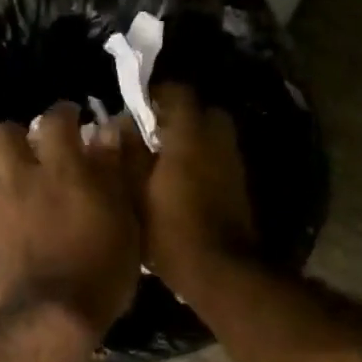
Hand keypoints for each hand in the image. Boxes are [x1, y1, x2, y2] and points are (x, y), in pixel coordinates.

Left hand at [0, 103, 144, 341]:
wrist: (50, 315)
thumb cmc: (101, 269)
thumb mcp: (124, 221)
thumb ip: (113, 173)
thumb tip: (108, 133)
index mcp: (63, 169)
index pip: (55, 119)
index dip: (64, 112)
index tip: (74, 118)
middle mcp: (23, 178)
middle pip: (0, 133)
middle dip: (16, 134)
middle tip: (35, 148)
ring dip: (1, 165)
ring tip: (20, 179)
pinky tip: (14, 212)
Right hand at [140, 85, 257, 293]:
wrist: (219, 269)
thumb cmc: (169, 230)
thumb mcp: (135, 193)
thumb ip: (128, 154)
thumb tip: (121, 127)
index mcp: (190, 135)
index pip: (178, 92)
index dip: (157, 94)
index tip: (137, 108)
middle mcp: (218, 140)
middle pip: (203, 111)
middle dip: (179, 116)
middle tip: (153, 134)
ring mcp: (234, 163)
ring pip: (213, 136)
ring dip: (192, 140)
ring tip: (164, 160)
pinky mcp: (240, 185)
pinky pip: (219, 159)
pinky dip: (202, 161)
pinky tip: (181, 182)